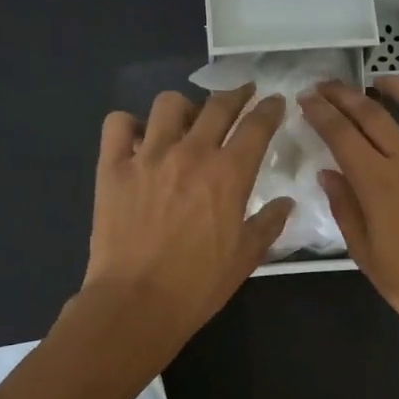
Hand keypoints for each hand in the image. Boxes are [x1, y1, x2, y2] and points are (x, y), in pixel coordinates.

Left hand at [82, 86, 291, 350]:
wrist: (136, 303)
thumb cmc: (198, 285)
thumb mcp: (246, 257)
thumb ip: (268, 224)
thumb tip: (285, 202)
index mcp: (229, 174)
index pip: (257, 126)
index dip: (270, 109)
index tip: (274, 102)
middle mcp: (191, 153)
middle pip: (218, 105)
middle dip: (236, 95)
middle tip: (242, 95)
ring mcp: (148, 156)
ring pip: (168, 105)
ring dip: (184, 107)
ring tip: (186, 121)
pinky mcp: (112, 166)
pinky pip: (118, 124)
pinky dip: (130, 125)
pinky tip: (138, 139)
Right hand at [301, 76, 398, 345]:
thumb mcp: (365, 254)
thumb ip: (345, 208)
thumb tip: (328, 173)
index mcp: (378, 182)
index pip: (340, 134)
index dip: (320, 112)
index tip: (306, 100)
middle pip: (372, 113)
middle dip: (344, 94)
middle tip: (326, 86)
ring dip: (397, 87)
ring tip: (380, 82)